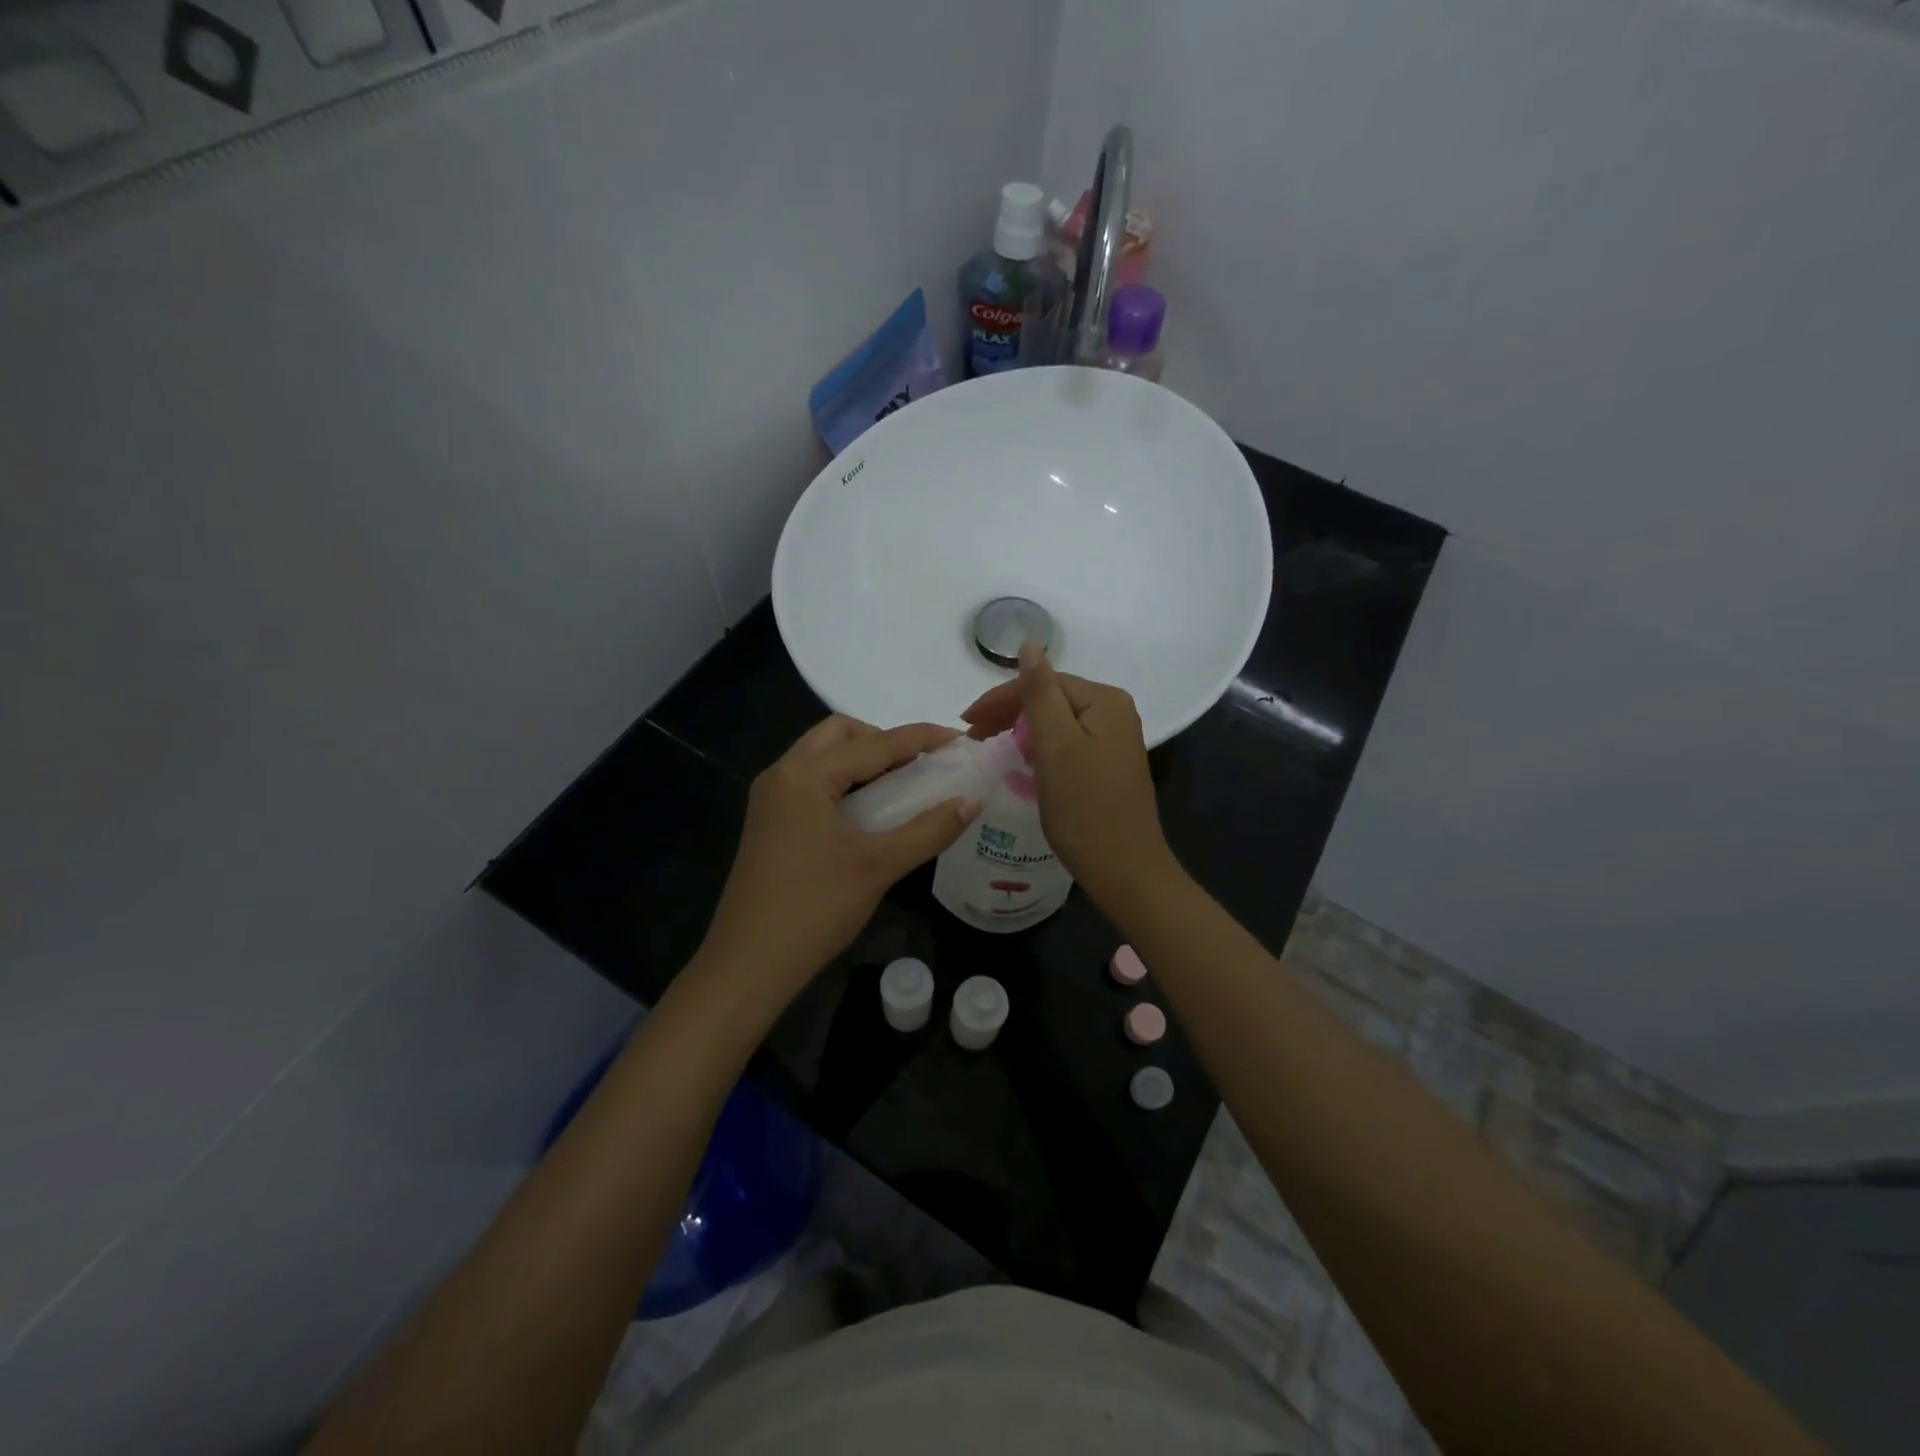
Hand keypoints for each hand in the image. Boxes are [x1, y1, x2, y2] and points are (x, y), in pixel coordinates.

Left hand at [698, 715, 978, 998]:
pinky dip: (844, 781)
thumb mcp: (879, 866)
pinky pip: (811, 781)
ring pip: (822, 756)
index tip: (962, 739)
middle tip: (922, 766)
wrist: (748, 964)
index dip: (923, 738)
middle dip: (885, 740)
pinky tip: (869, 811)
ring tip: (902, 786)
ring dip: (863, 759)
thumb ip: (929, 829)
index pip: (875, 743)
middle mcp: (782, 773)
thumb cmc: (815, 908)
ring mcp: (770, 799)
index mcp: (805, 774)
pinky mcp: (768, 822)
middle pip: (840, 734)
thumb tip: (973, 800)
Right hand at [961, 644, 1173, 905]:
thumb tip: (1029, 645)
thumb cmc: (1085, 808)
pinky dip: (1039, 749)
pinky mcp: (1108, 765)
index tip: (966, 723)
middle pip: (1051, 699)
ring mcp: (1114, 740)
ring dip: (1021, 731)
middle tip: (973, 737)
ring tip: (990, 748)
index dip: (1001, 699)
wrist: (1125, 870)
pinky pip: (1066, 744)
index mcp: (1105, 700)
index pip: (1043, 682)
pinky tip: (1021, 763)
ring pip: (1056, 723)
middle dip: (1009, 714)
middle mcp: (1115, 712)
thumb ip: (1040, 693)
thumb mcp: (1056, 745)